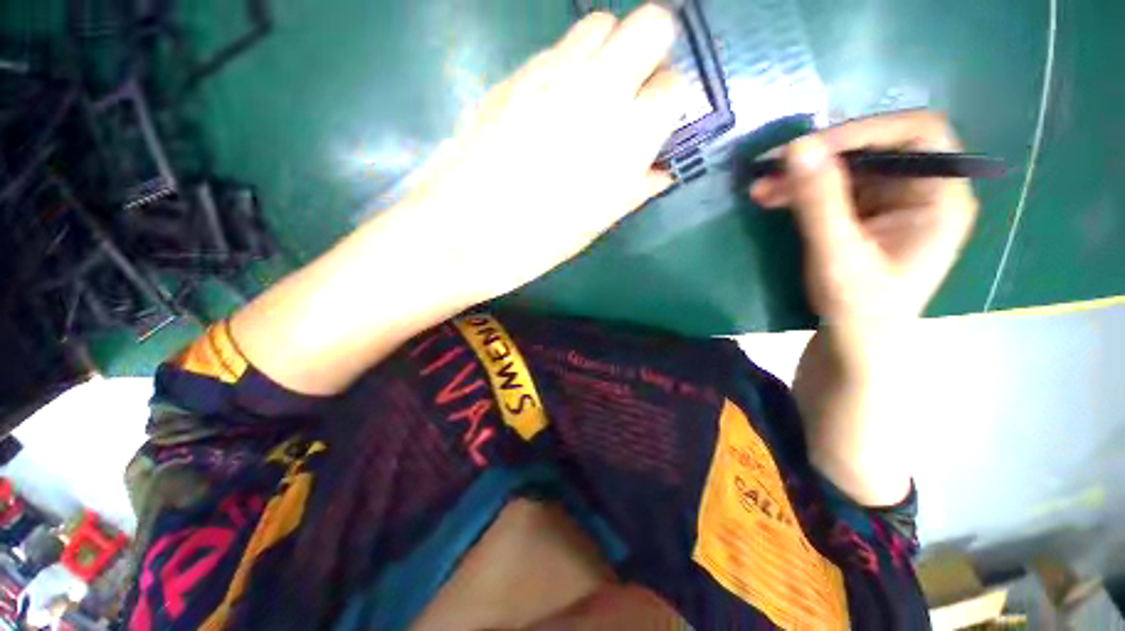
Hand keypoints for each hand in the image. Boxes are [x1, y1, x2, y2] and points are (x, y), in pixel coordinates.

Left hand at [398, 5, 686, 300]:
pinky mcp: (516, 74)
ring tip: (595, 95)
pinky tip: (556, 102)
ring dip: (610, 51)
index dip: (672, 101)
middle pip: (650, 23)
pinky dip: (570, 64)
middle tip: (636, 92)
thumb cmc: (537, 240)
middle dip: (653, 52)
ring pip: (601, 25)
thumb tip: (659, 170)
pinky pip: (557, 48)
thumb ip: (634, 188)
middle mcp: (599, 90)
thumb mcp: (595, 224)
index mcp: (627, 136)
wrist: (463, 231)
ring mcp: (553, 73)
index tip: (660, 119)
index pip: (676, 85)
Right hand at [749, 112, 977, 337]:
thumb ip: (820, 202)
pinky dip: (800, 190)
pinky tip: (771, 198)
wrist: (853, 346)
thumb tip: (796, 147)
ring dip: (802, 175)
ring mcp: (891, 202)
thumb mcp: (837, 256)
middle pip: (876, 148)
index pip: (916, 134)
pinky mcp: (864, 215)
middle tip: (770, 168)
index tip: (807, 149)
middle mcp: (922, 191)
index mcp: (941, 197)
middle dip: (821, 156)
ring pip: (848, 167)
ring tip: (760, 188)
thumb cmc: (858, 310)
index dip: (863, 131)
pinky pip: (832, 188)